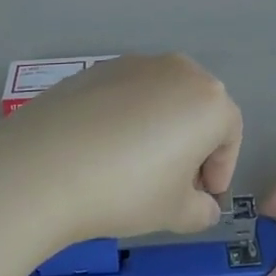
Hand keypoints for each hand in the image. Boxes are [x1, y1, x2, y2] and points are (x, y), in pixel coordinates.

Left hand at [0, 53, 241, 244]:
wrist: (46, 165)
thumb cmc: (127, 189)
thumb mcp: (175, 212)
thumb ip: (201, 210)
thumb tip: (204, 206)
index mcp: (209, 100)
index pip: (230, 134)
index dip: (220, 169)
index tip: (203, 197)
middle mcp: (178, 70)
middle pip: (197, 108)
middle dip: (193, 145)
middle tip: (174, 183)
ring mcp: (135, 64)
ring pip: (161, 97)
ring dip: (160, 127)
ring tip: (134, 166)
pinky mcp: (97, 68)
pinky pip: (127, 94)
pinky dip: (127, 117)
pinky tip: (103, 149)